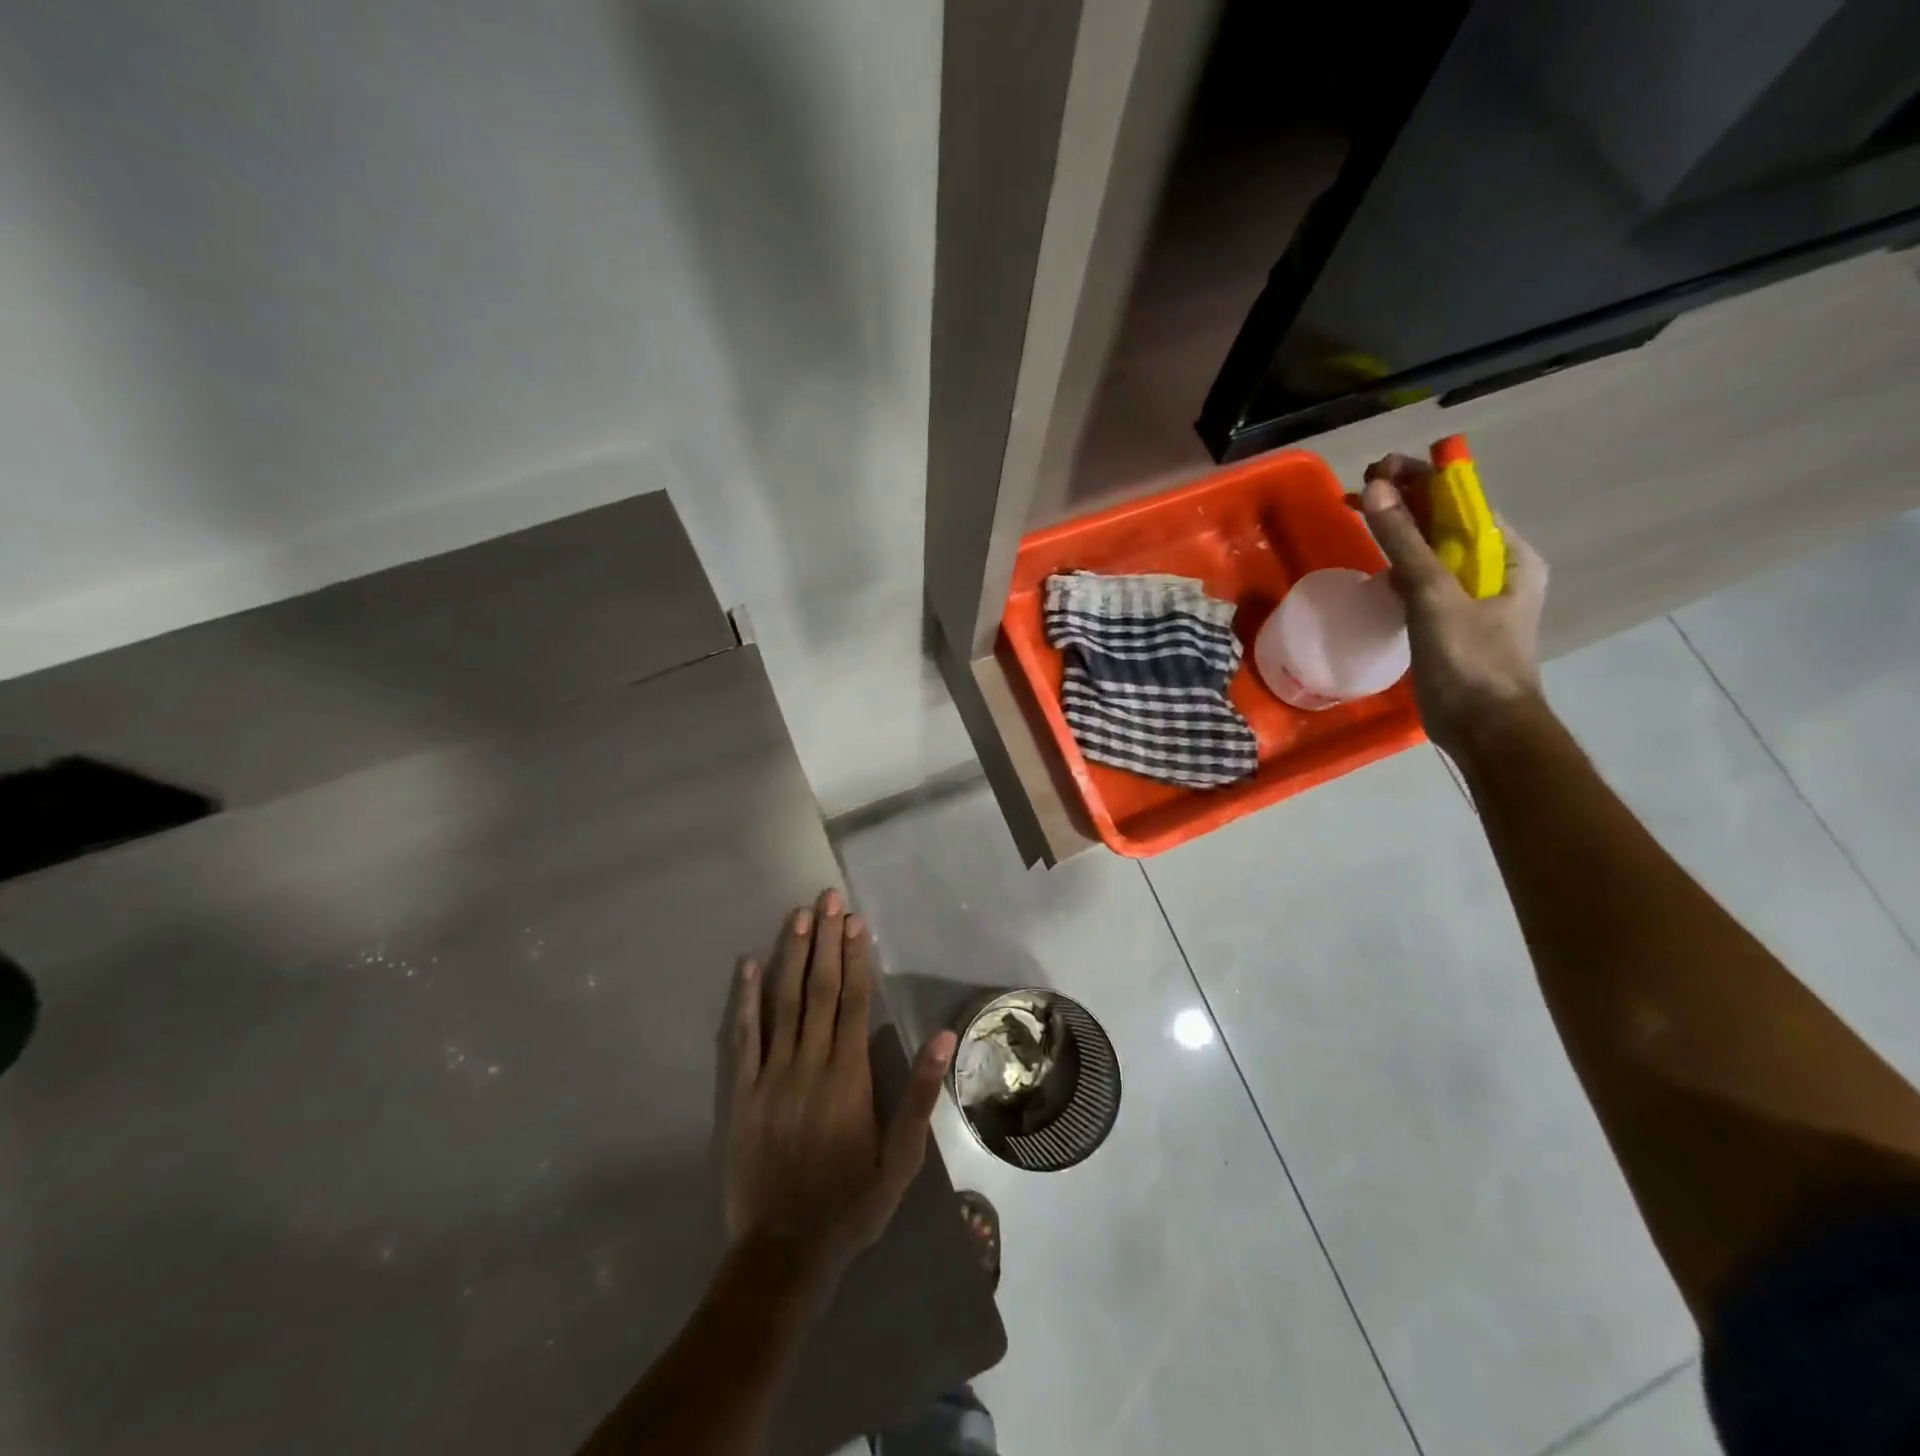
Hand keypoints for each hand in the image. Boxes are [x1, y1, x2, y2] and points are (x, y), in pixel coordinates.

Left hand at [724, 889, 956, 1286]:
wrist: (784, 1251)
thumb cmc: (851, 1202)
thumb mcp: (901, 1159)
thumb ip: (919, 1095)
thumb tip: (944, 1037)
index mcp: (848, 1076)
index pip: (854, 1001)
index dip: (855, 957)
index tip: (855, 921)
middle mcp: (810, 1064)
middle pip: (819, 990)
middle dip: (825, 941)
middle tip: (827, 898)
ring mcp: (771, 1075)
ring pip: (783, 1002)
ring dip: (791, 955)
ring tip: (798, 916)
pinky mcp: (742, 1092)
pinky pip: (744, 1036)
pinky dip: (746, 999)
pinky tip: (748, 965)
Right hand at [1358, 453, 1549, 757]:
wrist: (1484, 728)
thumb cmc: (1470, 661)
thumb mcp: (1435, 597)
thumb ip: (1405, 543)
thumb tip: (1378, 488)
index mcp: (1508, 555)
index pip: (1463, 502)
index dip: (1422, 481)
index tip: (1378, 468)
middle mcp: (1493, 569)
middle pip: (1445, 524)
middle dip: (1405, 503)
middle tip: (1360, 488)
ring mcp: (1469, 597)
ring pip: (1429, 552)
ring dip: (1397, 533)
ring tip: (1360, 514)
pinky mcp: (1446, 622)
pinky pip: (1420, 582)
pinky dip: (1397, 566)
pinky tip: (1374, 565)